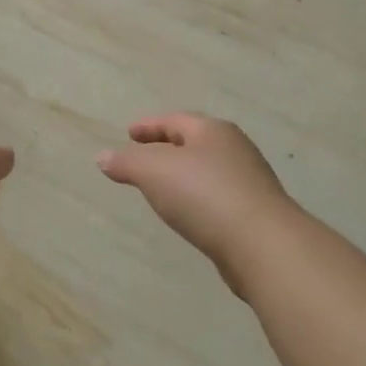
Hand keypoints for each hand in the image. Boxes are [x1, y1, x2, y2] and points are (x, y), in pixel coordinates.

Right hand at [97, 113, 297, 291]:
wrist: (263, 245)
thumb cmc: (204, 195)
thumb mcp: (154, 172)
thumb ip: (126, 162)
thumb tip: (102, 157)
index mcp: (212, 131)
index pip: (174, 120)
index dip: (149, 125)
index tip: (129, 133)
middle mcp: (234, 149)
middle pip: (193, 141)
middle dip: (167, 147)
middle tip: (142, 156)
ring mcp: (249, 181)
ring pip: (207, 169)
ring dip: (183, 174)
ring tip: (161, 186)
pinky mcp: (255, 213)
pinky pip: (217, 196)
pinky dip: (197, 197)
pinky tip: (188, 213)